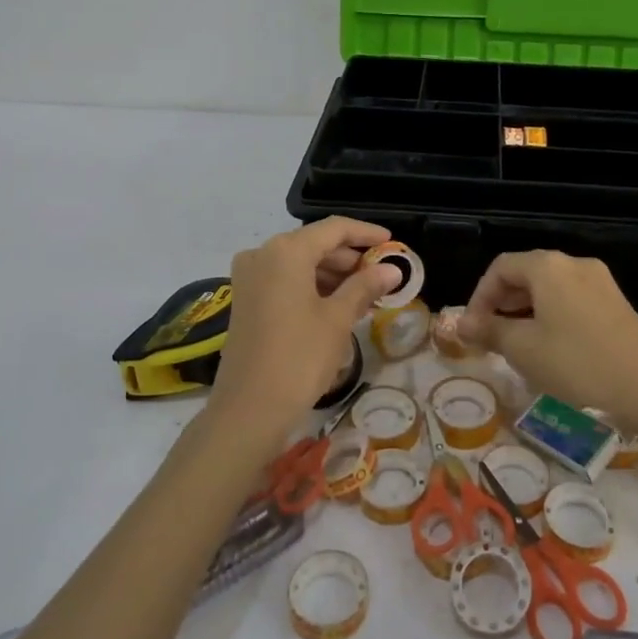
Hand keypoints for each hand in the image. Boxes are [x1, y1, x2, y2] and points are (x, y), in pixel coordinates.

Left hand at [211, 218, 399, 432]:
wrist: (249, 409)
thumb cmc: (299, 357)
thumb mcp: (338, 319)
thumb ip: (365, 287)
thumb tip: (392, 269)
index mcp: (286, 251)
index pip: (334, 229)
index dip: (366, 233)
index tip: (392, 243)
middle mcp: (263, 254)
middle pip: (314, 244)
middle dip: (350, 258)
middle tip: (382, 274)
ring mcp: (249, 277)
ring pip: (299, 263)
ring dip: (333, 274)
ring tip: (366, 293)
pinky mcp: (245, 299)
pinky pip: (285, 280)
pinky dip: (312, 286)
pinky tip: (337, 305)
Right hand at [457, 251, 637, 427]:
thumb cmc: (577, 363)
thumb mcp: (524, 349)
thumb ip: (489, 330)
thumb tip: (461, 323)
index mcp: (548, 267)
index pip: (500, 268)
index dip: (479, 296)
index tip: (473, 329)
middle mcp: (573, 264)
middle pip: (525, 274)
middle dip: (501, 303)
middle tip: (490, 338)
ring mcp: (599, 281)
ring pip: (549, 288)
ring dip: (525, 311)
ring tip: (516, 345)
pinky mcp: (615, 302)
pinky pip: (571, 299)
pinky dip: (551, 315)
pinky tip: (550, 347)